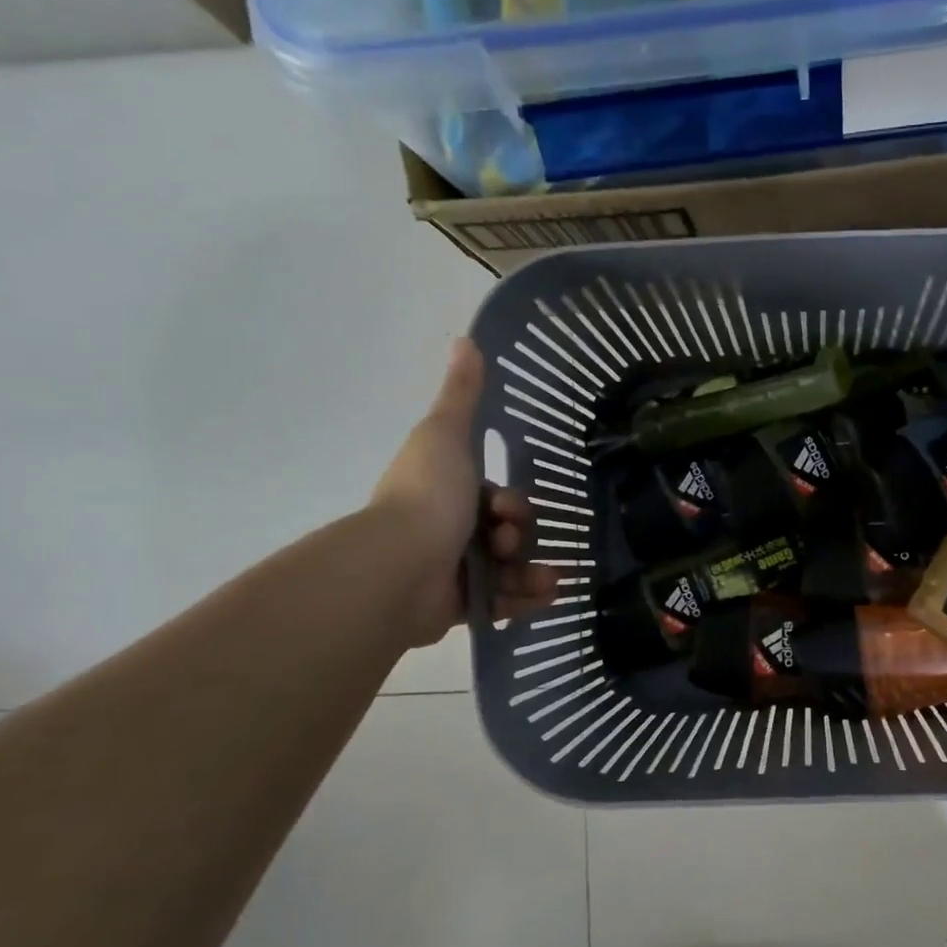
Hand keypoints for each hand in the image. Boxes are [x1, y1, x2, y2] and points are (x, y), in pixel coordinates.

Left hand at [372, 337, 558, 644]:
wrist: (401, 566)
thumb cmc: (429, 496)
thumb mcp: (446, 434)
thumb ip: (461, 395)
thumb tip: (465, 339)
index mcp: (446, 494)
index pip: (496, 499)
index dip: (511, 503)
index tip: (506, 508)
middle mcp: (448, 532)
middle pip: (507, 533)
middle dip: (521, 536)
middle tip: (509, 542)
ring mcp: (452, 572)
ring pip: (511, 569)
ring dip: (534, 571)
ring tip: (544, 580)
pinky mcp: (458, 607)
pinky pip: (504, 603)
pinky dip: (526, 599)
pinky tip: (545, 595)